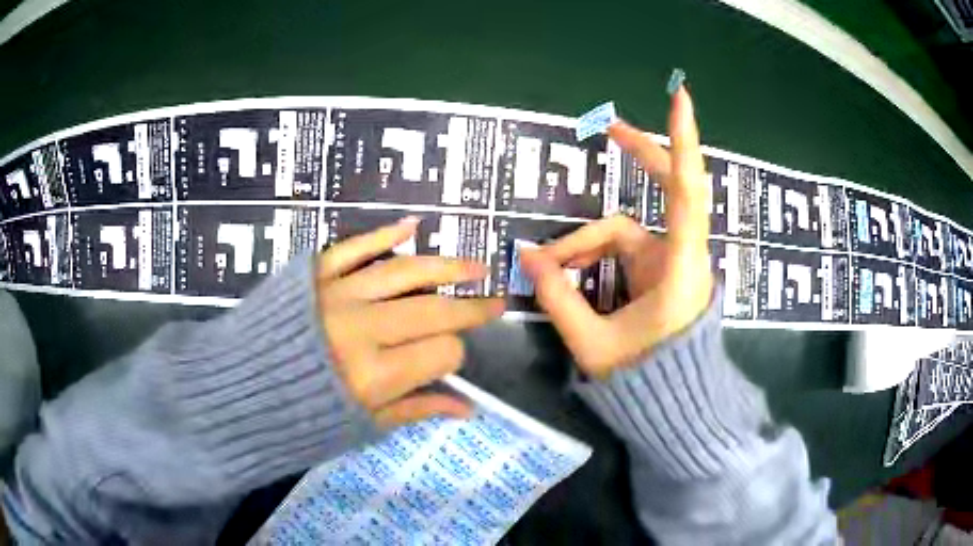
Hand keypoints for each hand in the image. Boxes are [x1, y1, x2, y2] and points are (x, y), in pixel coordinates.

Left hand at [317, 217, 504, 427]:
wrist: (243, 388)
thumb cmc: (302, 414)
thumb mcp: (362, 425)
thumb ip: (417, 409)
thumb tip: (467, 409)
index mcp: (375, 374)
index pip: (442, 351)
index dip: (455, 355)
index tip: (451, 359)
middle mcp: (362, 328)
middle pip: (434, 308)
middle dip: (471, 307)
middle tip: (495, 302)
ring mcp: (338, 293)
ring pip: (405, 271)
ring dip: (446, 265)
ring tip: (475, 266)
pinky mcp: (316, 273)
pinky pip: (355, 247)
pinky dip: (383, 234)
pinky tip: (412, 226)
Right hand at [521, 87, 712, 378]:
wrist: (676, 406)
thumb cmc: (644, 381)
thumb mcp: (593, 344)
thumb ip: (559, 298)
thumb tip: (529, 256)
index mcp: (678, 271)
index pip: (686, 195)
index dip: (683, 144)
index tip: (680, 99)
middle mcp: (683, 257)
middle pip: (668, 190)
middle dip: (641, 155)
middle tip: (608, 129)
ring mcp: (673, 262)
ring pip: (627, 230)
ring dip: (588, 241)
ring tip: (552, 266)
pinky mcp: (663, 271)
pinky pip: (625, 247)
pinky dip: (596, 253)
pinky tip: (570, 269)